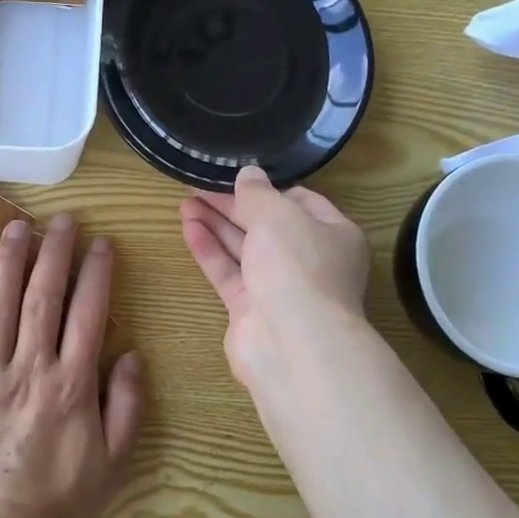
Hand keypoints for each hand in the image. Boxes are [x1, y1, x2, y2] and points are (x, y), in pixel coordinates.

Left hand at [0, 215, 145, 517]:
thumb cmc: (56, 503)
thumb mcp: (112, 465)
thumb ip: (127, 408)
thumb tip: (132, 355)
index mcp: (72, 384)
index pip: (88, 314)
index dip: (97, 273)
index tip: (102, 243)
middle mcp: (30, 367)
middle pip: (43, 297)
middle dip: (55, 253)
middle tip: (62, 220)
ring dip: (9, 261)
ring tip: (17, 226)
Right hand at [180, 166, 372, 387]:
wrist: (292, 343)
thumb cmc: (297, 266)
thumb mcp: (278, 214)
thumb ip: (258, 192)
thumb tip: (249, 174)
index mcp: (333, 234)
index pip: (301, 202)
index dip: (268, 188)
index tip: (236, 175)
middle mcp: (309, 261)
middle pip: (268, 225)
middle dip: (234, 205)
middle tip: (199, 186)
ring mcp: (280, 288)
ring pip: (244, 249)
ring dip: (216, 224)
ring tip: (185, 201)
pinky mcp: (251, 310)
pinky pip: (228, 273)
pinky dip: (210, 250)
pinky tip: (188, 228)